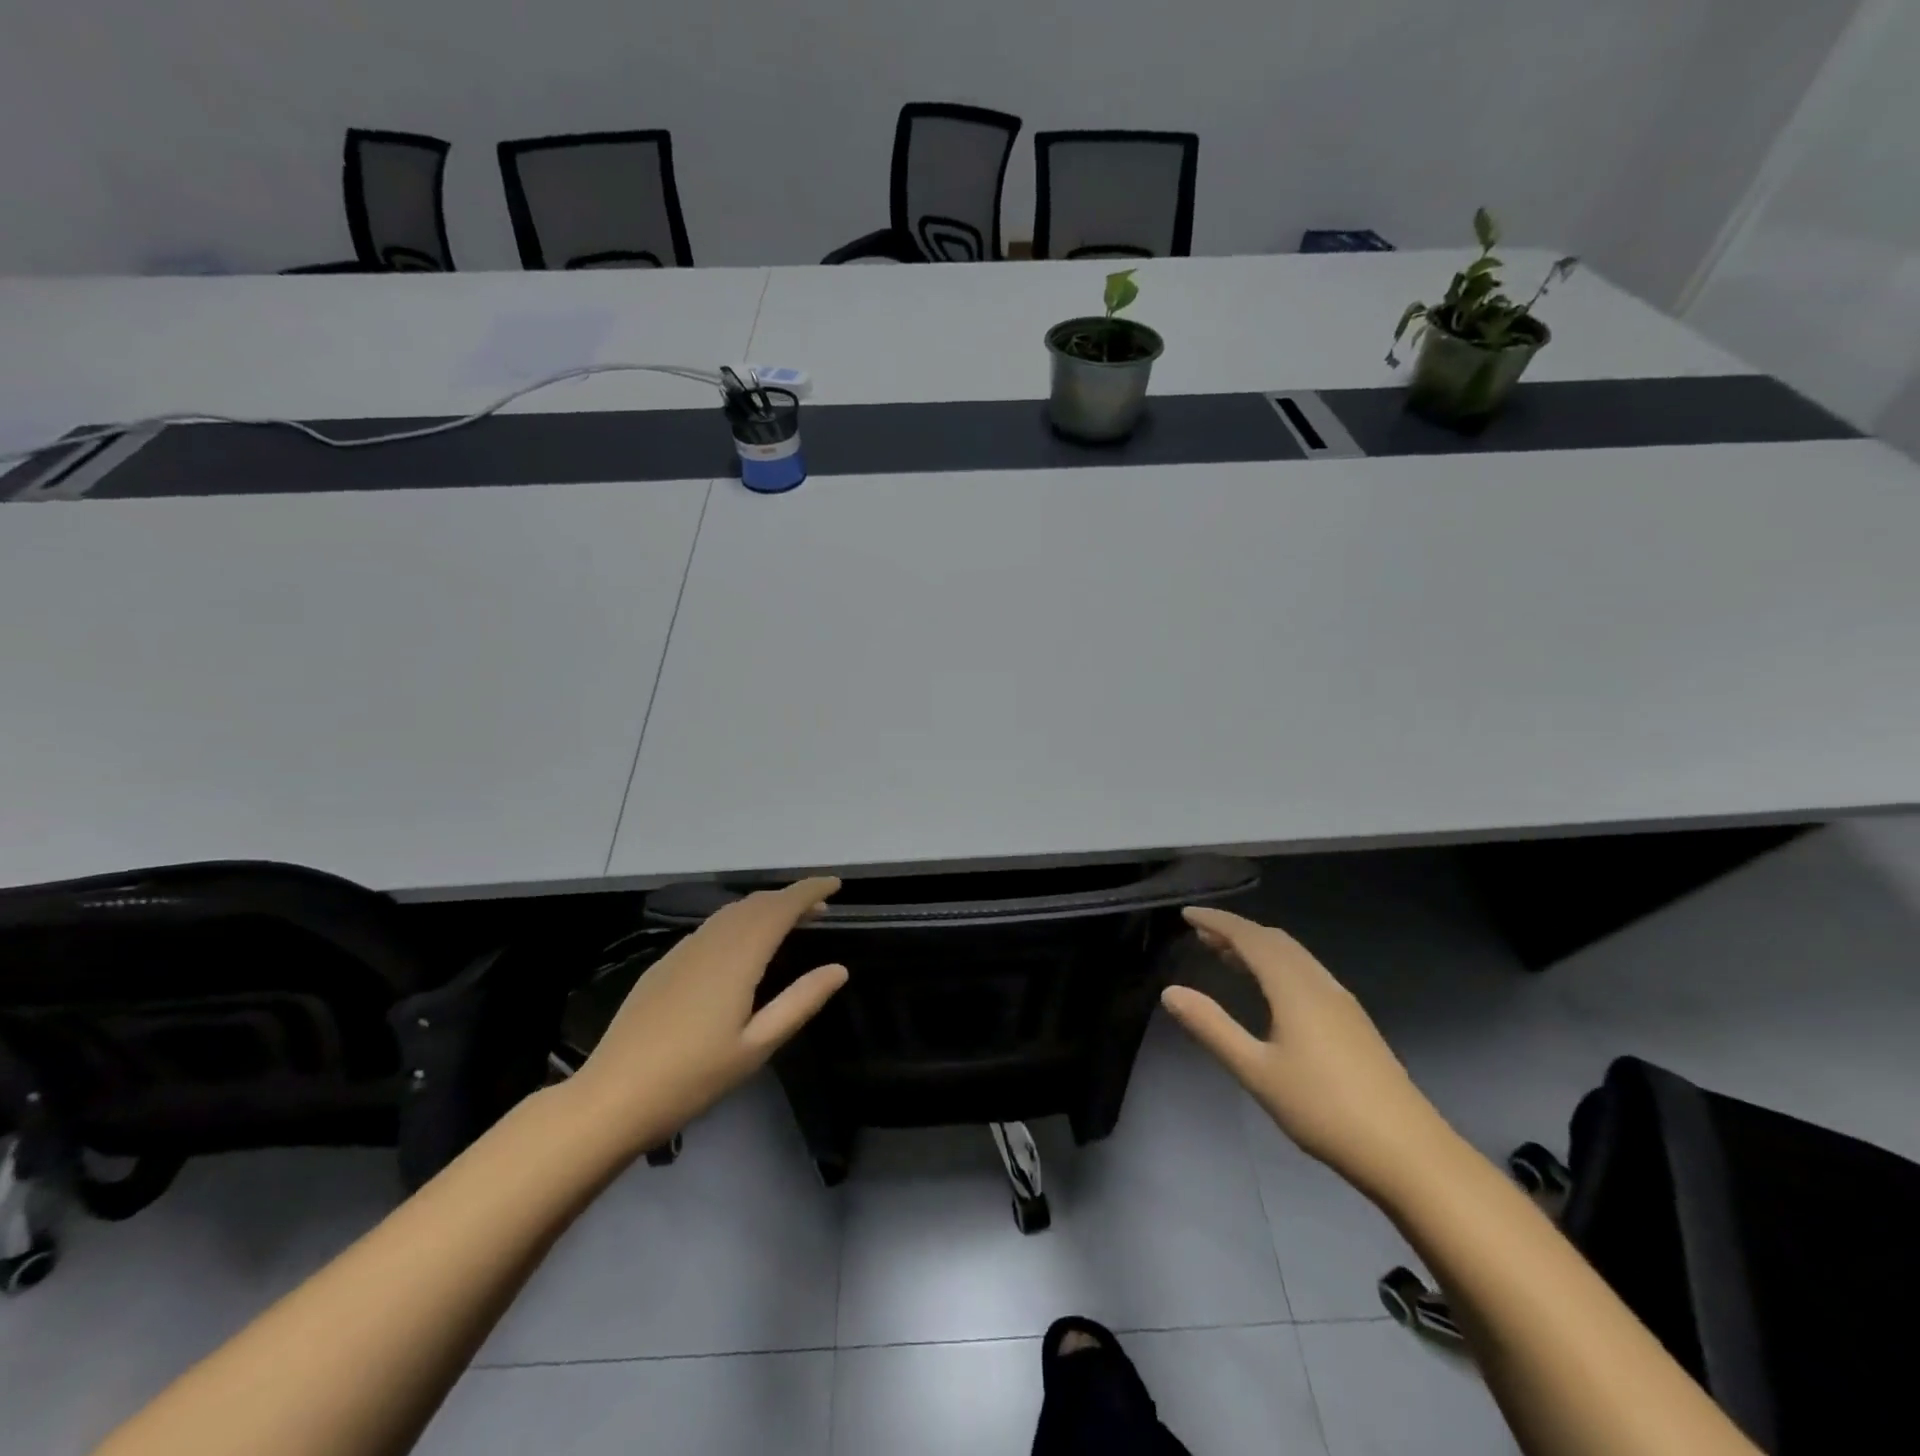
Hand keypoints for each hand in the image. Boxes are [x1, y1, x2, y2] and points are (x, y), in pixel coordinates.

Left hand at [566, 876, 848, 1158]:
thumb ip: (800, 1002)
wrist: (612, 1098)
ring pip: (731, 912)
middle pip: (756, 904)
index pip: (781, 907)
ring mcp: (682, 951)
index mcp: (737, 957)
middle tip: (820, 909)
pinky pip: (711, 927)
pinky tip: (742, 945)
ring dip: (764, 908)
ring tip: (788, 922)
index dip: (809, 890)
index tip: (836, 884)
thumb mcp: (757, 1046)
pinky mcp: (664, 965)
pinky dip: (738, 921)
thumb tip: (838, 969)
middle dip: (790, 898)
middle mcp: (710, 942)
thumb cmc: (692, 1077)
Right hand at [1163, 907, 1450, 1195]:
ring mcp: (1342, 1003)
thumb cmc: (1323, 1108)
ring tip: (1227, 956)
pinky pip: (1306, 973)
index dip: (1217, 922)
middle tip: (1201, 935)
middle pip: (1274, 941)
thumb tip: (1170, 992)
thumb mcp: (1256, 1070)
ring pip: (1294, 956)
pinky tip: (1271, 991)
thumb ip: (1212, 1028)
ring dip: (1258, 948)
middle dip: (1236, 931)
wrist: (1408, 1152)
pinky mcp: (1354, 1023)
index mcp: (1294, 987)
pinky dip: (1278, 965)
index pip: (1250, 938)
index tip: (1187, 915)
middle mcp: (1319, 984)